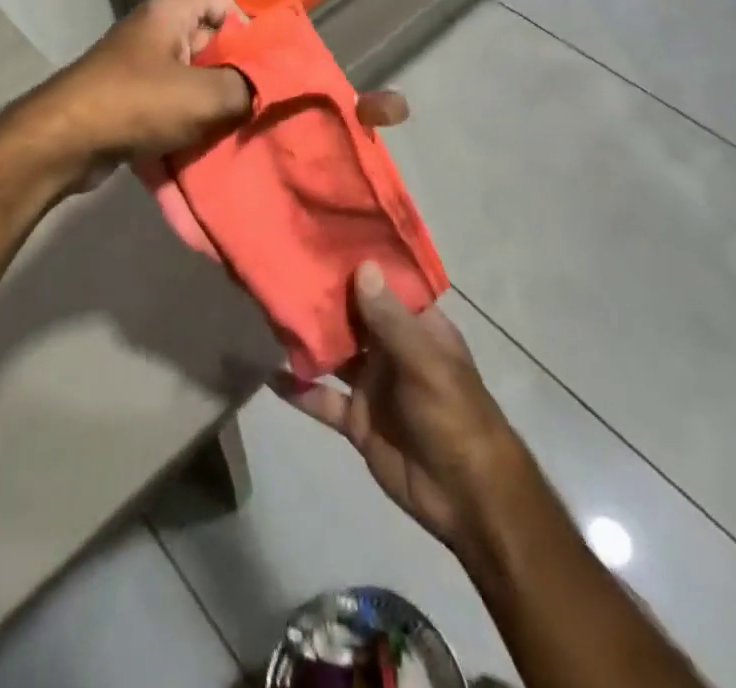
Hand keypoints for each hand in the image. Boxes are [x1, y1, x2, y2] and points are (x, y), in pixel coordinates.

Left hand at [37, 0, 253, 191]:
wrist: (63, 141)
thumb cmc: (136, 103)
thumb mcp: (204, 95)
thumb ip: (245, 88)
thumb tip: (266, 88)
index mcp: (168, 14)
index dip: (242, 20)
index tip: (262, 56)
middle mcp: (152, 32)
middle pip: (205, 37)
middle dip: (233, 66)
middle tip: (259, 95)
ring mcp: (136, 66)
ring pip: (189, 74)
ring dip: (211, 97)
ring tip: (238, 122)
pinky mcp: (127, 99)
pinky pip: (169, 100)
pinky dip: (187, 117)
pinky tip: (205, 140)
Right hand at [276, 263, 529, 556]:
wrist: (467, 498)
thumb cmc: (455, 416)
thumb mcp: (426, 362)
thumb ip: (390, 319)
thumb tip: (362, 266)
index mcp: (417, 328)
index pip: (385, 286)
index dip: (358, 264)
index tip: (321, 237)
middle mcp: (392, 349)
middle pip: (352, 316)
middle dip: (322, 297)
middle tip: (282, 268)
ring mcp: (373, 384)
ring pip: (333, 353)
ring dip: (307, 338)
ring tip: (269, 312)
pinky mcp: (357, 419)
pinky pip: (322, 398)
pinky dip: (298, 388)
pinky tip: (269, 372)